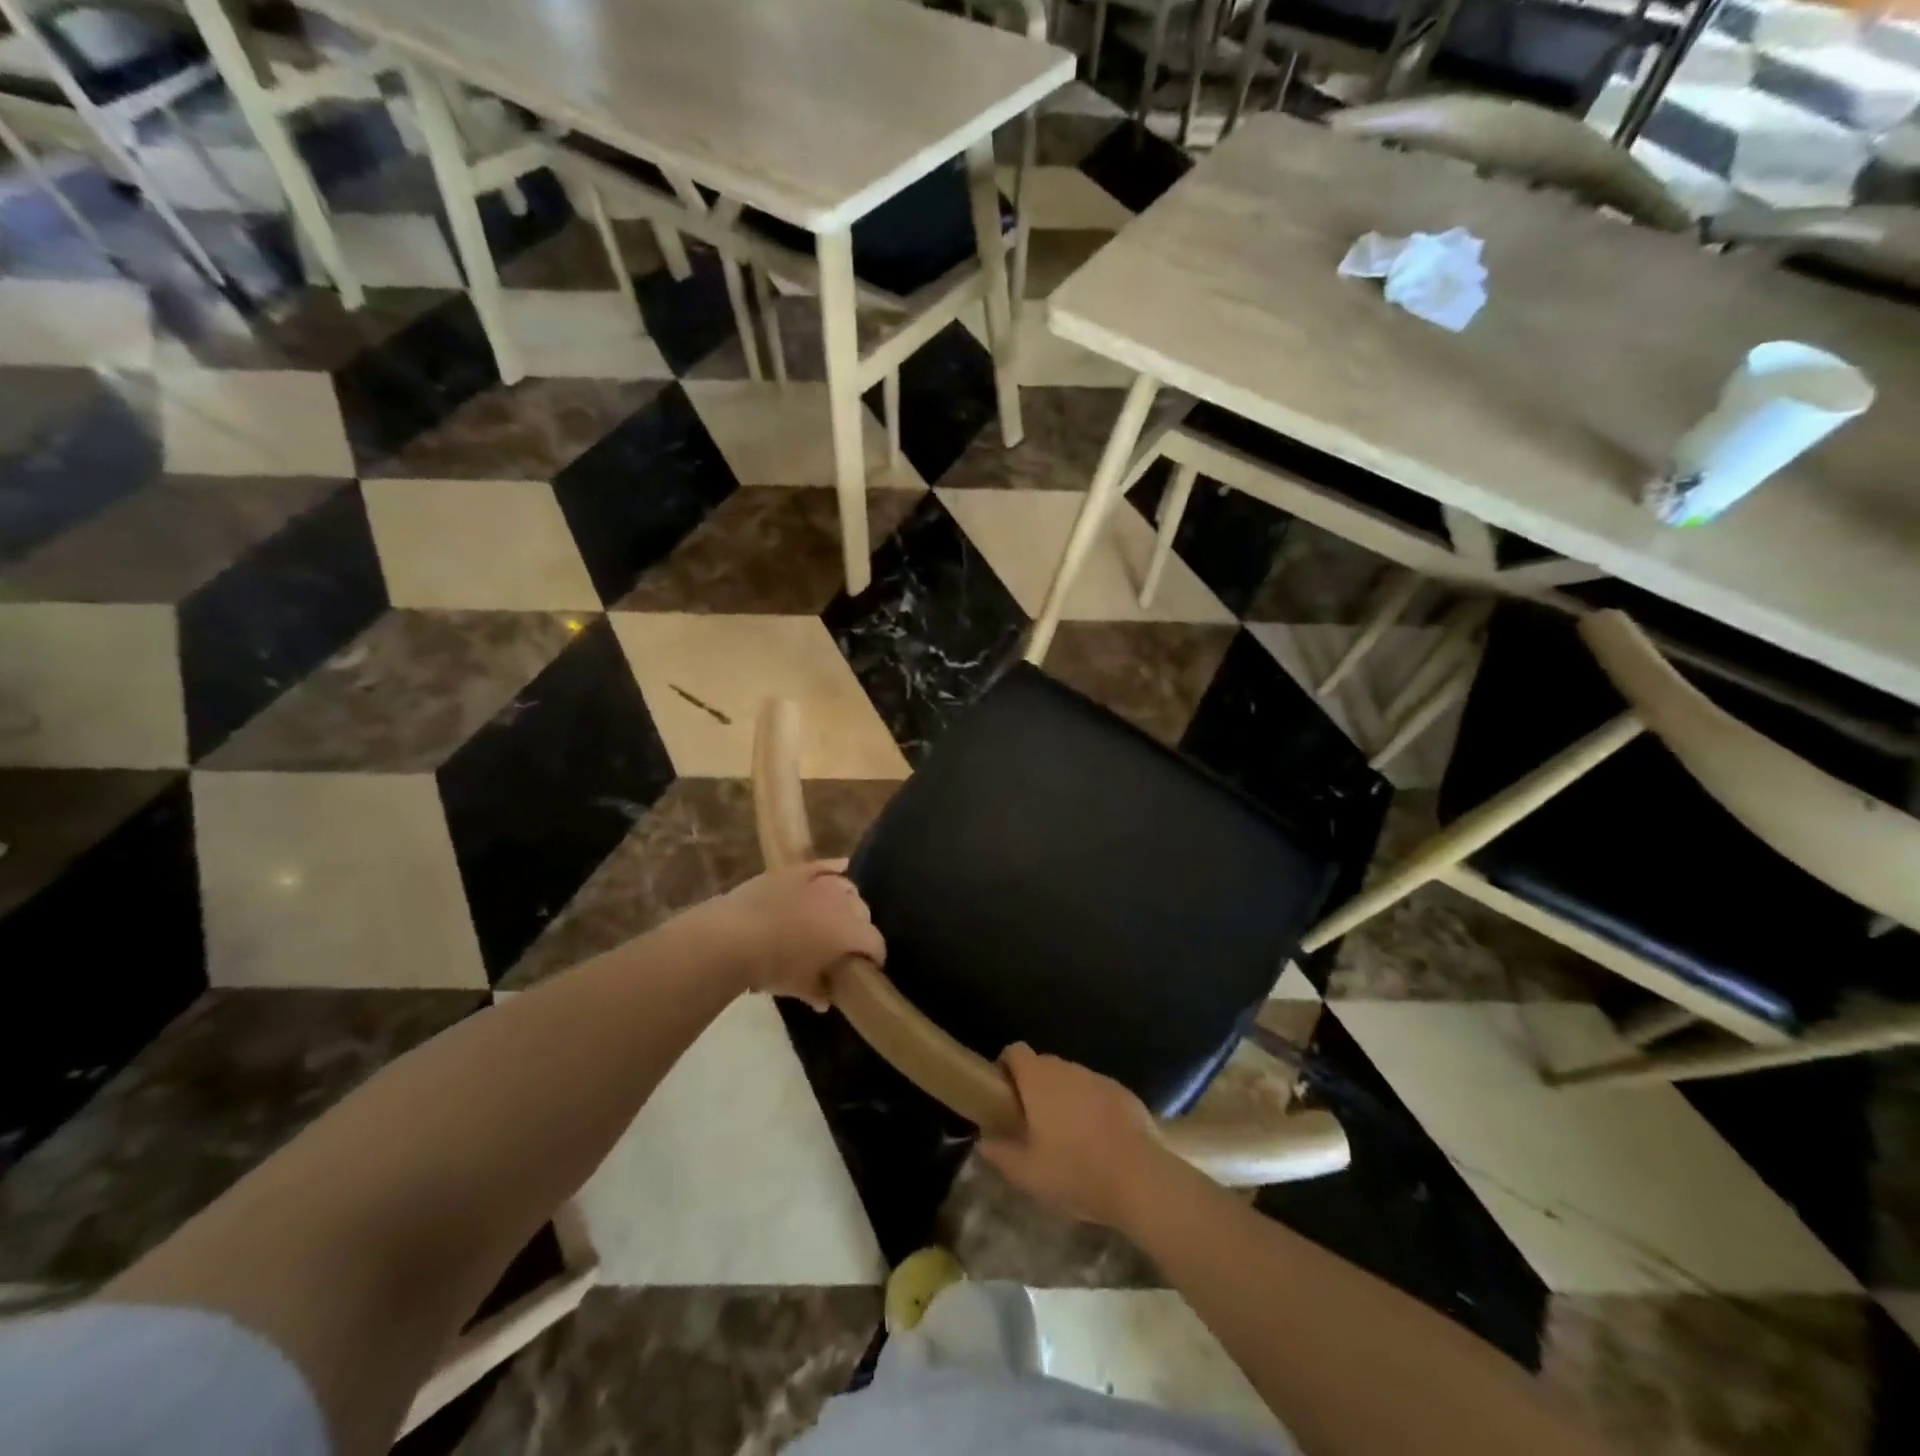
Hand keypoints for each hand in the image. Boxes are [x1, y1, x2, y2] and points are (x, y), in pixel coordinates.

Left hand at [697, 860, 882, 1007]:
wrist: (734, 936)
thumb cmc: (772, 966)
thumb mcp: (799, 987)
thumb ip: (819, 991)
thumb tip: (826, 1000)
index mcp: (850, 932)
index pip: (875, 943)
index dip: (875, 957)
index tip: (868, 968)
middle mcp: (842, 903)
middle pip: (863, 913)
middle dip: (860, 929)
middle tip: (844, 945)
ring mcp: (820, 882)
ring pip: (847, 888)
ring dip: (847, 902)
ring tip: (835, 915)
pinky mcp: (797, 871)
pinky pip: (824, 866)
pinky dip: (834, 869)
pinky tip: (839, 869)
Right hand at [977, 1044, 1174, 1230]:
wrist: (1139, 1179)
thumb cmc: (1076, 1172)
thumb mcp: (1028, 1173)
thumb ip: (1000, 1153)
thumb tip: (984, 1140)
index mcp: (1039, 1079)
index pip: (1015, 1051)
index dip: (1006, 1066)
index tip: (1003, 1094)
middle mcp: (1067, 1068)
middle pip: (1043, 1064)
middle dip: (1034, 1086)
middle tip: (1031, 1122)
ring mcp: (1098, 1078)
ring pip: (1071, 1078)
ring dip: (1063, 1097)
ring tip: (1066, 1135)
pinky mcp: (1123, 1092)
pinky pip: (1096, 1092)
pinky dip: (1090, 1106)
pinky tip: (1097, 1140)